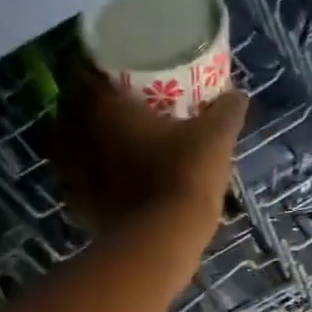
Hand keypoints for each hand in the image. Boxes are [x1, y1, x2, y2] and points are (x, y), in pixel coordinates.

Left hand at [53, 70, 247, 238]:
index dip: (103, 71)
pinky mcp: (79, 207)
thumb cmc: (184, 175)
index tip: (122, 75)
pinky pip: (81, 183)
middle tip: (123, 111)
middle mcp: (78, 135)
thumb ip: (226, 111)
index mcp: (103, 107)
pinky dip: (94, 180)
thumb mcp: (215, 137)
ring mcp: (73, 174)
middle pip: (74, 111)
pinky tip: (115, 183)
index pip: (87, 73)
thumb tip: (238, 95)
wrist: (163, 240)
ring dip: (90, 145)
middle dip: (94, 109)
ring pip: (73, 148)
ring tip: (117, 147)